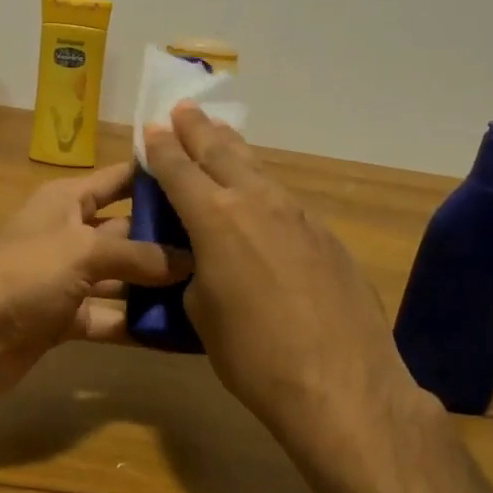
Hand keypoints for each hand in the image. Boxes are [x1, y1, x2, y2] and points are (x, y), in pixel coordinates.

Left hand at [0, 160, 190, 406]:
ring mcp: (68, 278)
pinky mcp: (67, 318)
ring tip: (213, 290)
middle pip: (129, 230)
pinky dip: (137, 323)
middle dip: (169, 239)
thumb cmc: (23, 275)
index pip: (121, 179)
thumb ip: (139, 255)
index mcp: (68, 200)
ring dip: (158, 286)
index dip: (158, 177)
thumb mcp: (83, 252)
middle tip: (223, 247)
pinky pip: (110, 316)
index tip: (205, 179)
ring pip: (123, 277)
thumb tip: (191, 261)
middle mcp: (70, 232)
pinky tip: (179, 332)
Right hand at [144, 104, 415, 439]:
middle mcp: (256, 203)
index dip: (162, 149)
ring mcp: (298, 215)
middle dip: (198, 130)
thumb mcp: (202, 314)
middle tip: (184, 110)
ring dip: (234, 150)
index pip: (179, 170)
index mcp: (215, 219)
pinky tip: (261, 194)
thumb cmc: (253, 354)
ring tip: (221, 134)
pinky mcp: (326, 235)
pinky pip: (284, 199)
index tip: (152, 128)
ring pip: (258, 170)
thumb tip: (207, 261)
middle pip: (221, 154)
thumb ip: (196, 274)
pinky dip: (264, 186)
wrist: (340, 383)